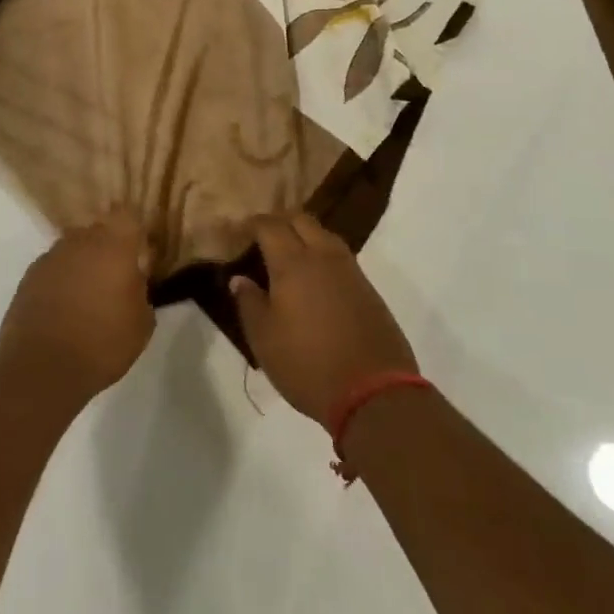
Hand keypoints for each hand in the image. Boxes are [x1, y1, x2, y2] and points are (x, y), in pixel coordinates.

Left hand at [0, 210, 154, 405]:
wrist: (43, 367)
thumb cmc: (103, 343)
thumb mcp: (142, 322)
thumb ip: (140, 290)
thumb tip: (133, 279)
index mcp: (113, 246)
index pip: (127, 215)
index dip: (133, 229)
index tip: (139, 250)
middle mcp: (80, 242)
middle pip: (98, 231)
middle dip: (108, 248)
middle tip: (116, 278)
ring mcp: (50, 257)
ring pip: (73, 249)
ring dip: (83, 264)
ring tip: (88, 297)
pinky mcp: (28, 276)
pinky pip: (54, 268)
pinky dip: (61, 280)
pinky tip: (65, 308)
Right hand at [232, 213, 417, 423]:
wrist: (374, 393)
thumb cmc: (307, 365)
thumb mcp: (264, 339)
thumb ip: (249, 303)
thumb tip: (239, 279)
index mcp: (292, 264)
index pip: (270, 226)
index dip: (252, 223)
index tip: (239, 231)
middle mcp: (323, 257)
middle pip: (301, 220)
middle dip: (280, 220)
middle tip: (263, 235)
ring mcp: (350, 271)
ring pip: (325, 234)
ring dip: (305, 234)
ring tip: (289, 251)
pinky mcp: (368, 289)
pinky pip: (341, 256)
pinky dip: (323, 254)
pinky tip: (315, 275)